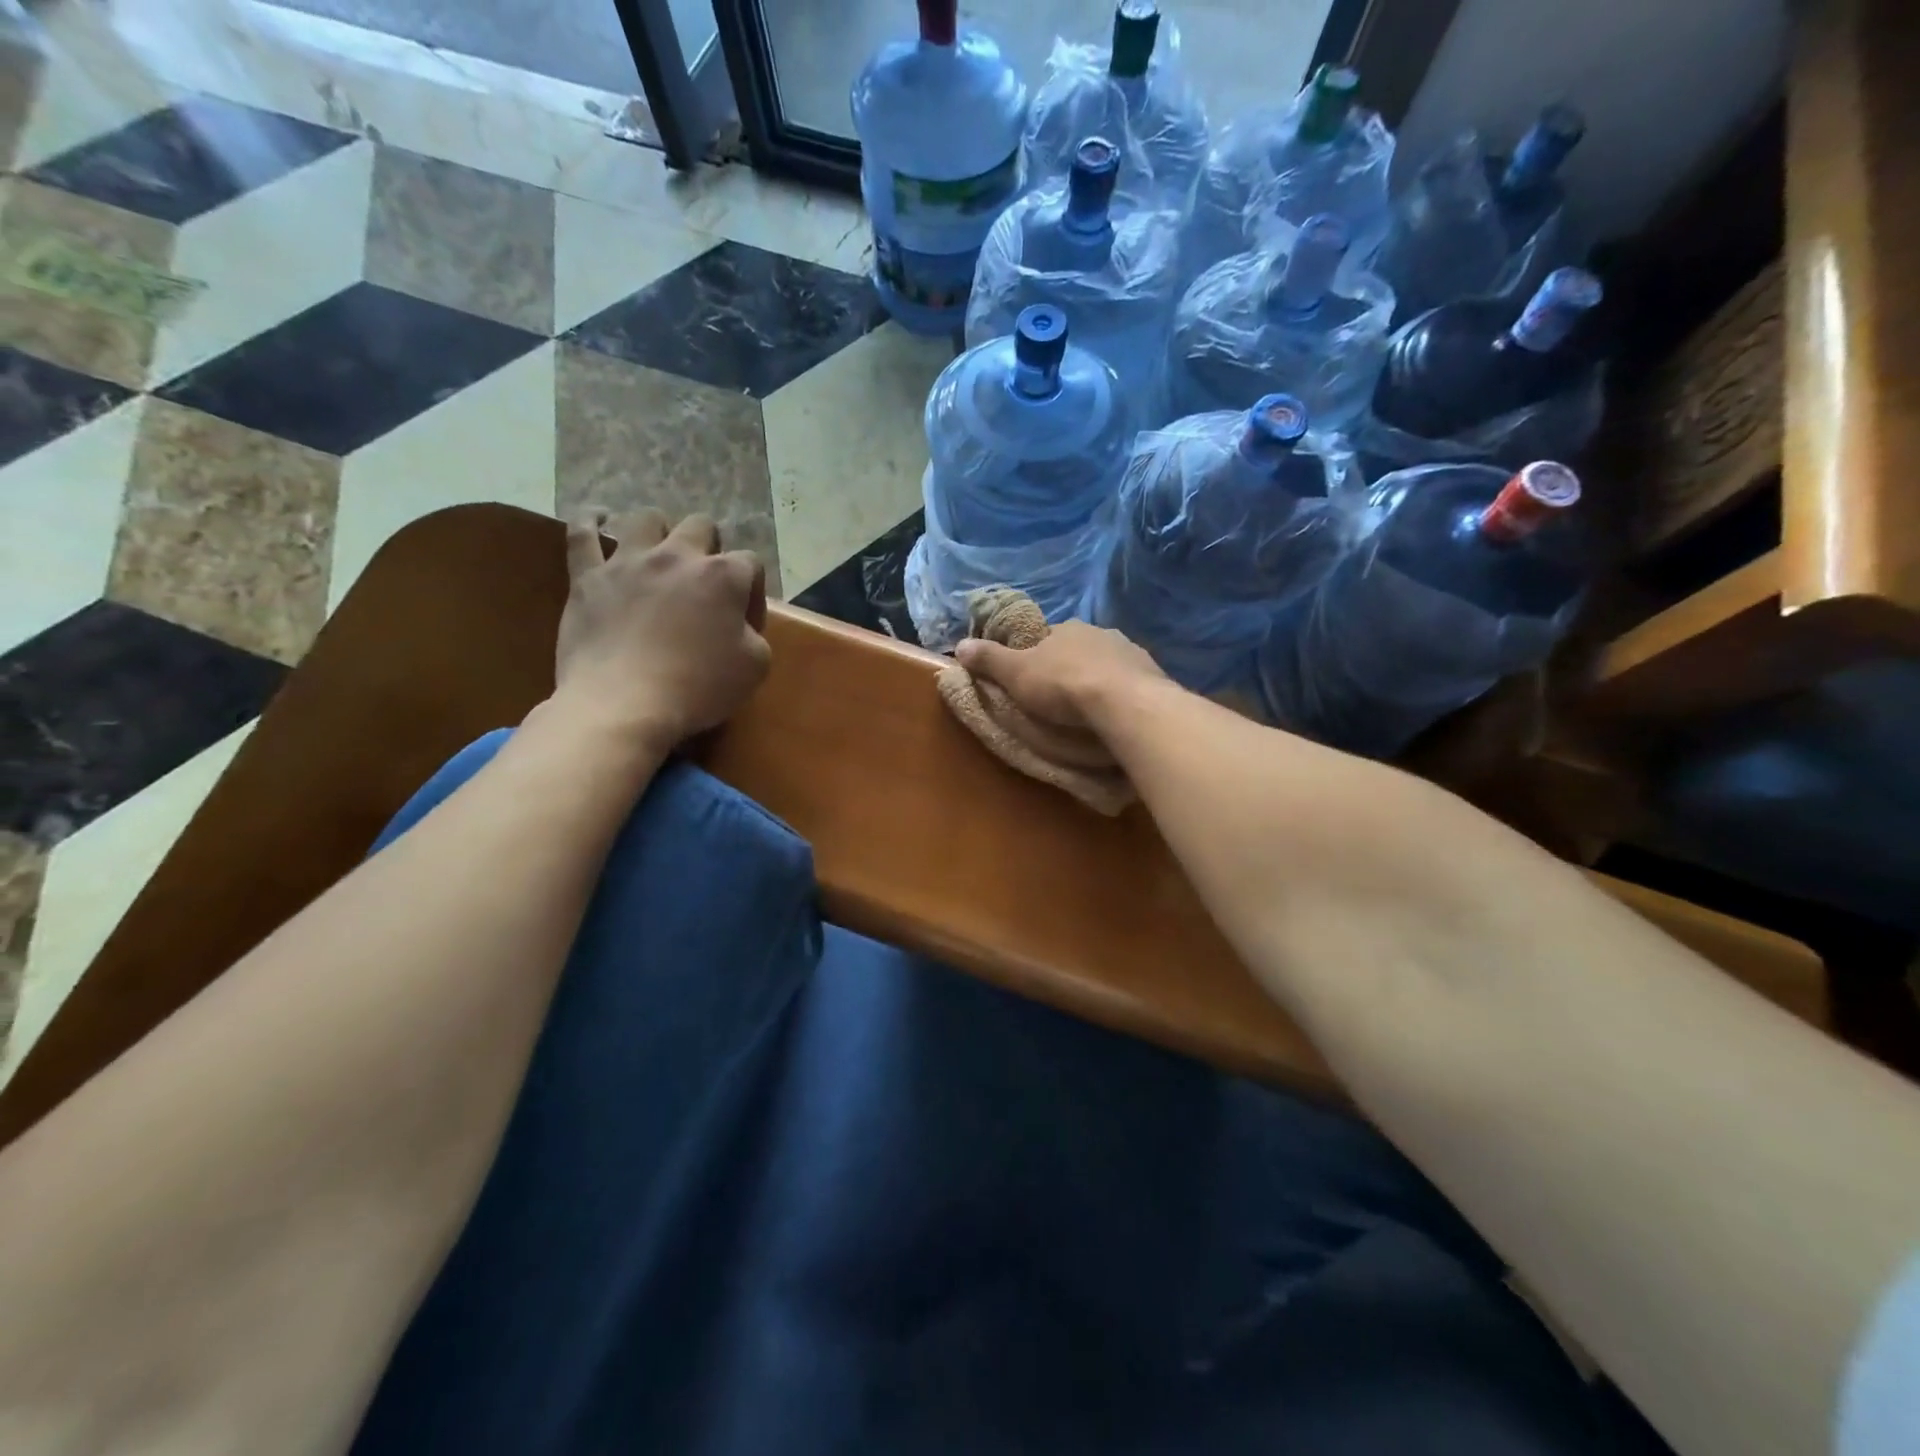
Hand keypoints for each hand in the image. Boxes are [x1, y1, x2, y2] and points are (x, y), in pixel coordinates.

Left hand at [553, 508, 770, 752]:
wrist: (624, 705)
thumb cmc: (698, 688)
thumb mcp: (755, 668)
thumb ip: (755, 635)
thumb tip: (740, 626)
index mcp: (724, 576)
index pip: (751, 564)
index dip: (752, 592)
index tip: (744, 623)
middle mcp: (678, 556)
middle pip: (701, 526)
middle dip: (709, 548)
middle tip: (704, 583)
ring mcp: (628, 561)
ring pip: (646, 519)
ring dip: (659, 532)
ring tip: (658, 553)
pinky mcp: (588, 577)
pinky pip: (582, 533)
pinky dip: (590, 521)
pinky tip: (597, 519)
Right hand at [952, 619, 1165, 732]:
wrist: (1123, 702)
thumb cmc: (1062, 685)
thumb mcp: (1015, 673)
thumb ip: (989, 659)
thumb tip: (959, 644)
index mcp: (1067, 629)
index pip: (1048, 637)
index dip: (1039, 655)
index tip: (1034, 677)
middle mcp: (1101, 633)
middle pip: (1080, 649)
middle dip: (1072, 667)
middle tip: (1063, 697)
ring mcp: (1131, 652)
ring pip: (1108, 664)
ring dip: (1100, 680)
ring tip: (1092, 709)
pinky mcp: (1153, 675)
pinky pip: (1132, 683)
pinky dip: (1122, 695)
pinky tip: (1117, 713)